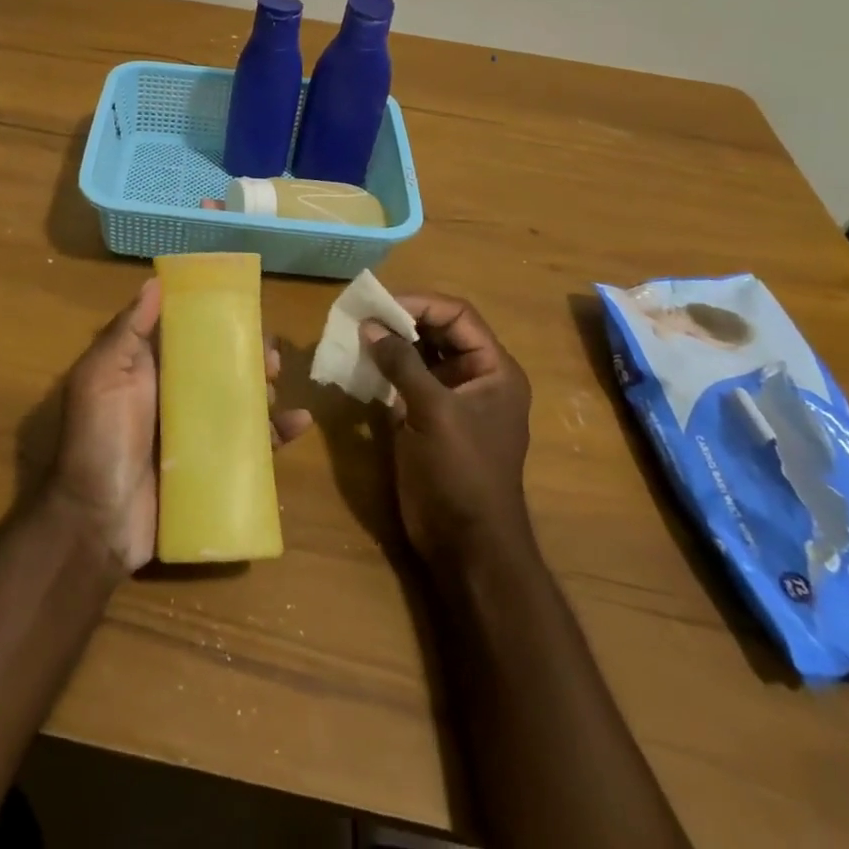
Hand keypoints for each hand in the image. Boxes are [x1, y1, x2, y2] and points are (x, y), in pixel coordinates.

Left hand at [48, 279, 312, 574]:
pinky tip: (299, 422)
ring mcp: (196, 434)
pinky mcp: (214, 468)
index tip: (245, 310)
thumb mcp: (102, 377)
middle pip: (221, 367)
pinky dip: (277, 433)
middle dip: (248, 356)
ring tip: (275, 383)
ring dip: (264, 389)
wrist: (97, 524)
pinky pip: (252, 446)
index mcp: (148, 372)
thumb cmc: (99, 441)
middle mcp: (175, 398)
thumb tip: (155, 282)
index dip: (215, 321)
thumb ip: (127, 332)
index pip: (188, 336)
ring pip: (240, 402)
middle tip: (270, 356)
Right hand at [363, 295, 533, 573]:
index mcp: (493, 370)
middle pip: (437, 331)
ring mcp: (450, 399)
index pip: (457, 316)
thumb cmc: (461, 472)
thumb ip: (402, 364)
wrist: (466, 545)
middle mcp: (474, 377)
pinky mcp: (426, 418)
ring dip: (389, 343)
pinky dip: (383, 369)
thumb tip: (370, 325)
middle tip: (360, 314)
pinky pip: (404, 380)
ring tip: (354, 334)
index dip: (420, 303)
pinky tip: (358, 364)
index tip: (380, 303)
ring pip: (418, 354)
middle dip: (401, 320)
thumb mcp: (433, 412)